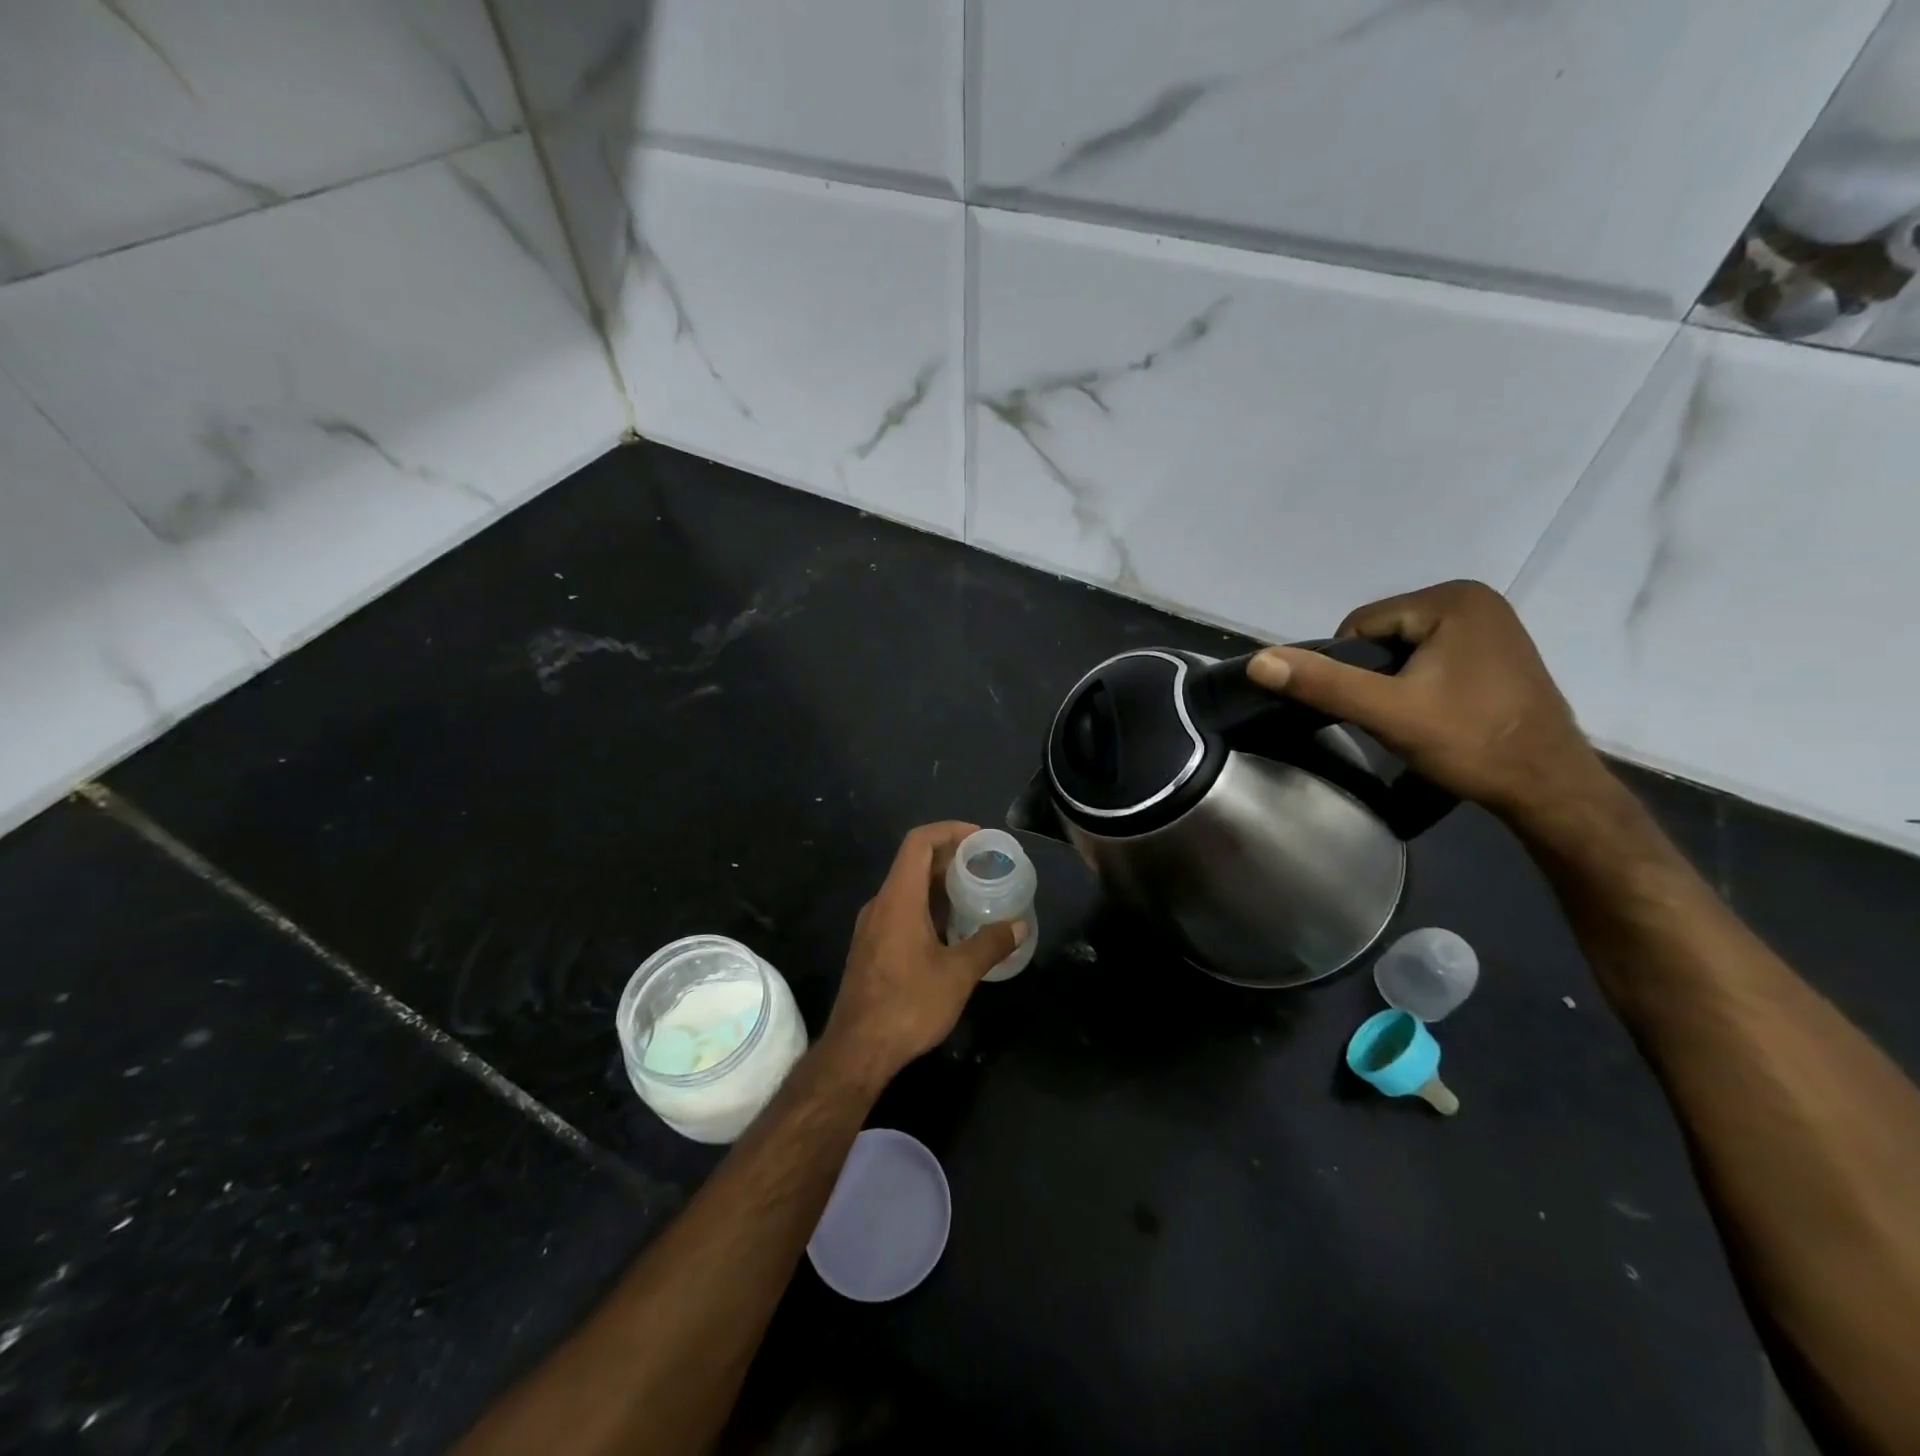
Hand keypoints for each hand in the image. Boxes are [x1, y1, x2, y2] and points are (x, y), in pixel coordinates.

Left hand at [822, 822, 1024, 1082]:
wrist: (857, 1050)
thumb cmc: (908, 1004)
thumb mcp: (958, 974)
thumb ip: (990, 944)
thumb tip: (1019, 925)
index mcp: (899, 898)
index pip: (919, 842)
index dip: (949, 830)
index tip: (980, 838)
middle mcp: (880, 903)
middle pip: (913, 863)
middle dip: (950, 858)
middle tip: (986, 866)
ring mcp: (872, 926)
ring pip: (907, 889)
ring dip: (939, 885)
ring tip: (975, 895)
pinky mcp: (870, 948)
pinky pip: (901, 911)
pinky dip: (927, 907)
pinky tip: (951, 930)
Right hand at [1247, 580, 1604, 820]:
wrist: (1549, 786)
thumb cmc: (1469, 741)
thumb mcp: (1387, 712)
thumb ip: (1323, 683)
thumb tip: (1258, 660)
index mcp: (1452, 599)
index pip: (1360, 625)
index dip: (1350, 669)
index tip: (1373, 707)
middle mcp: (1475, 599)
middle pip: (1383, 635)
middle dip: (1375, 676)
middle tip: (1394, 718)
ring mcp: (1491, 624)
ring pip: (1405, 649)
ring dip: (1396, 683)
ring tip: (1415, 720)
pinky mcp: (1497, 651)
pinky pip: (1433, 658)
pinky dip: (1421, 684)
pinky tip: (1437, 714)